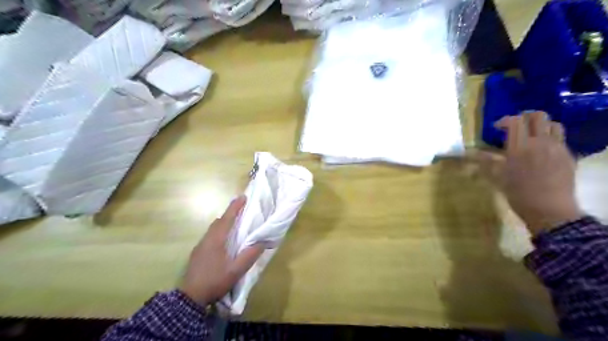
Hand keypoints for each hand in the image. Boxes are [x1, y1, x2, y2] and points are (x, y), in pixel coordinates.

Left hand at [180, 195, 266, 303]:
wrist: (190, 297)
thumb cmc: (214, 281)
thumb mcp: (236, 271)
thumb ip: (249, 255)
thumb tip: (262, 242)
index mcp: (216, 240)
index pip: (227, 218)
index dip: (235, 207)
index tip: (243, 197)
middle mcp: (207, 239)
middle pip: (218, 221)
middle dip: (230, 213)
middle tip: (241, 211)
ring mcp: (200, 246)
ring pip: (213, 228)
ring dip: (223, 222)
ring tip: (234, 225)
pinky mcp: (197, 253)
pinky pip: (210, 235)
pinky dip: (218, 231)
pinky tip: (223, 241)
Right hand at [478, 112, 580, 233]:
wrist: (550, 211)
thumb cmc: (518, 194)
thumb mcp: (498, 177)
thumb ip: (486, 161)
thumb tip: (471, 152)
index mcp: (520, 147)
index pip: (515, 121)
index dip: (504, 120)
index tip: (496, 128)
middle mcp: (540, 142)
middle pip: (538, 116)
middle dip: (524, 117)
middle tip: (515, 126)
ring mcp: (557, 148)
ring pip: (553, 124)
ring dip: (540, 125)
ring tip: (531, 135)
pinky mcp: (568, 156)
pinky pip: (560, 138)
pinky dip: (550, 138)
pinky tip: (541, 150)